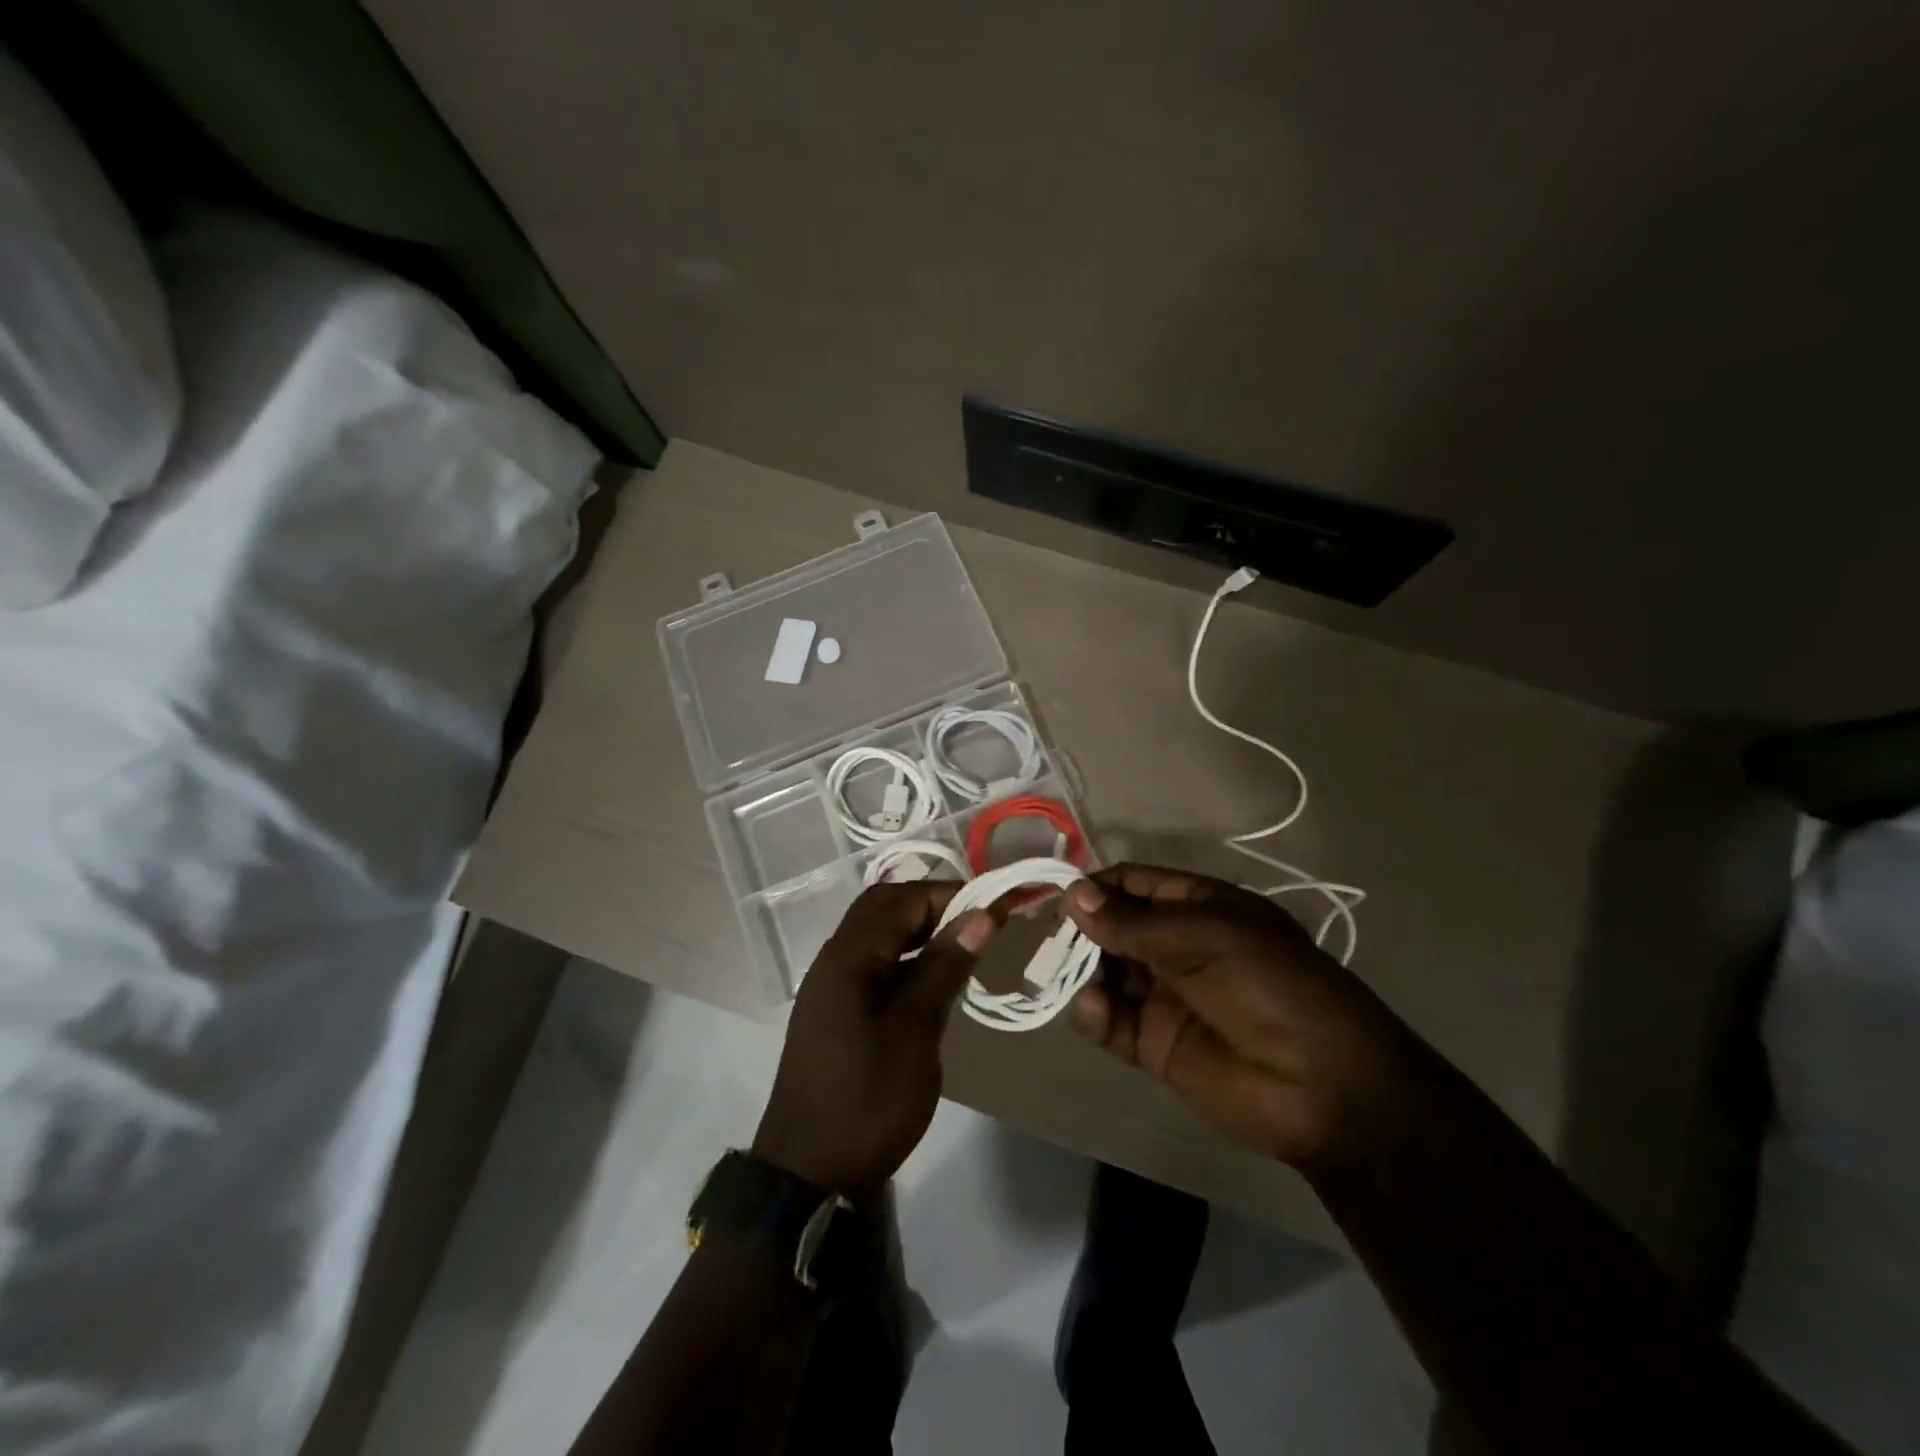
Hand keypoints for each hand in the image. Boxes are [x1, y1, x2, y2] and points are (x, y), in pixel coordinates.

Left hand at [754, 883, 995, 1197]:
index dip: (950, 895)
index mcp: (848, 957)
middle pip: (883, 908)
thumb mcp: (914, 1032)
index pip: (902, 899)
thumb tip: (982, 915)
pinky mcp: (836, 1010)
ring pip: (878, 935)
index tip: (996, 907)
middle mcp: (834, 959)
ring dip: (919, 930)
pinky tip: (935, 981)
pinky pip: (874, 964)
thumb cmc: (867, 1101)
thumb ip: (945, 968)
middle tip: (979, 922)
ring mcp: (831, 986)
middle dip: (932, 905)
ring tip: (966, 945)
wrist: (808, 1175)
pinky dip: (906, 959)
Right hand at [1064, 864, 1421, 1170]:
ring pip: (1104, 973)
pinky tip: (1094, 1010)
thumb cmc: (1271, 988)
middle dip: (1083, 931)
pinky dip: (1094, 1014)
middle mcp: (1177, 946)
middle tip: (1056, 942)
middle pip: (1113, 927)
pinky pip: (1111, 1021)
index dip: (1098, 887)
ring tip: (1071, 977)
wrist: (1326, 1090)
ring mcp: (1164, 996)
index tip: (1060, 897)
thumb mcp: (1207, 938)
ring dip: (1083, 971)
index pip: (1135, 884)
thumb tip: (1073, 895)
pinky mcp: (1155, 1044)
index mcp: (1200, 908)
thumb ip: (1135, 923)